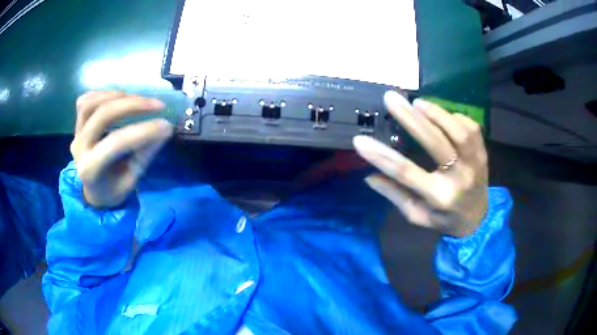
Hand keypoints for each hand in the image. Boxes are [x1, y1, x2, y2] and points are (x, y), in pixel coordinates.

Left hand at [70, 92, 173, 207]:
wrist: (94, 192)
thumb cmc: (113, 189)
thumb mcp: (131, 180)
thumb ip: (143, 155)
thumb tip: (164, 130)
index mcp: (91, 169)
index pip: (116, 143)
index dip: (142, 131)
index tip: (166, 125)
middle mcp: (80, 149)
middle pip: (103, 114)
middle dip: (133, 105)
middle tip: (158, 105)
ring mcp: (76, 135)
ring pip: (91, 103)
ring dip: (116, 96)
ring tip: (136, 98)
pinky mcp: (76, 126)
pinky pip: (84, 102)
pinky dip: (101, 94)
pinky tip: (117, 97)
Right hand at [353, 91, 487, 237]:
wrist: (478, 219)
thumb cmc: (444, 219)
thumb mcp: (417, 215)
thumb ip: (395, 196)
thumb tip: (369, 176)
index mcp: (439, 197)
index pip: (406, 173)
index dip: (382, 156)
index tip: (360, 140)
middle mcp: (459, 179)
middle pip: (435, 143)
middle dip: (411, 119)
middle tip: (391, 99)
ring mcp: (475, 164)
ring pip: (458, 132)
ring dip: (437, 113)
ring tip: (418, 102)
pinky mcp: (483, 154)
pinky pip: (471, 129)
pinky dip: (456, 117)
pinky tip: (443, 115)